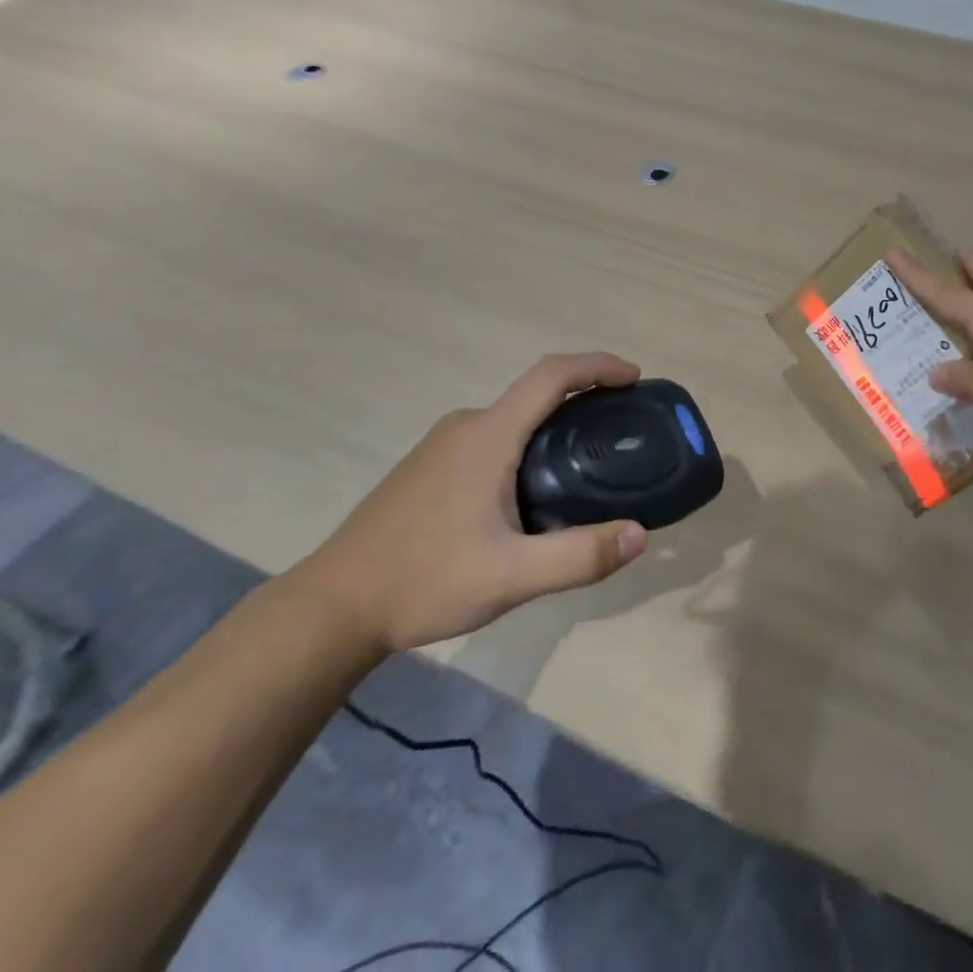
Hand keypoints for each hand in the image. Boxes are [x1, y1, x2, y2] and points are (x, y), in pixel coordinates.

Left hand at [292, 353, 647, 653]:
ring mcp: (443, 445)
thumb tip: (640, 534)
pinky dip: (528, 444)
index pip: (552, 375)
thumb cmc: (423, 581)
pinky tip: (534, 492)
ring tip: (588, 464)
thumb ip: (579, 556)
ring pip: (514, 418)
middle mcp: (466, 426)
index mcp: (488, 435)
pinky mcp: (430, 467)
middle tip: (621, 430)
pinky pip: (493, 438)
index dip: (597, 365)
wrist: (332, 608)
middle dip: (584, 399)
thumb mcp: (511, 577)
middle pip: (536, 393)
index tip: (633, 378)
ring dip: (555, 425)